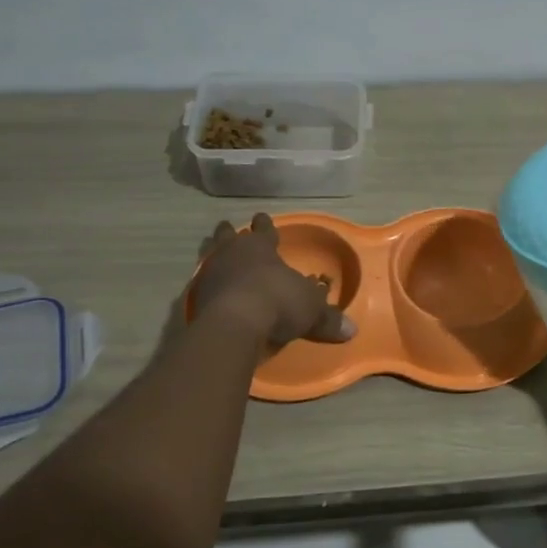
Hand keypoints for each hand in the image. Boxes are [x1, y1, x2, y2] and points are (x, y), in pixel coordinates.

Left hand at [192, 213, 356, 347]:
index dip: (265, 225)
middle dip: (230, 233)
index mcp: (261, 247)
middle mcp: (233, 253)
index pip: (264, 229)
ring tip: (215, 256)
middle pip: (228, 235)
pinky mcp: (194, 296)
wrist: (234, 323)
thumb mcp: (310, 310)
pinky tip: (211, 292)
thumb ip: (327, 318)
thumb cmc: (278, 302)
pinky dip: (207, 285)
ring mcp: (210, 272)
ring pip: (210, 255)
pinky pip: (202, 283)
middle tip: (228, 229)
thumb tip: (351, 329)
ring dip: (214, 255)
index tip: (261, 218)